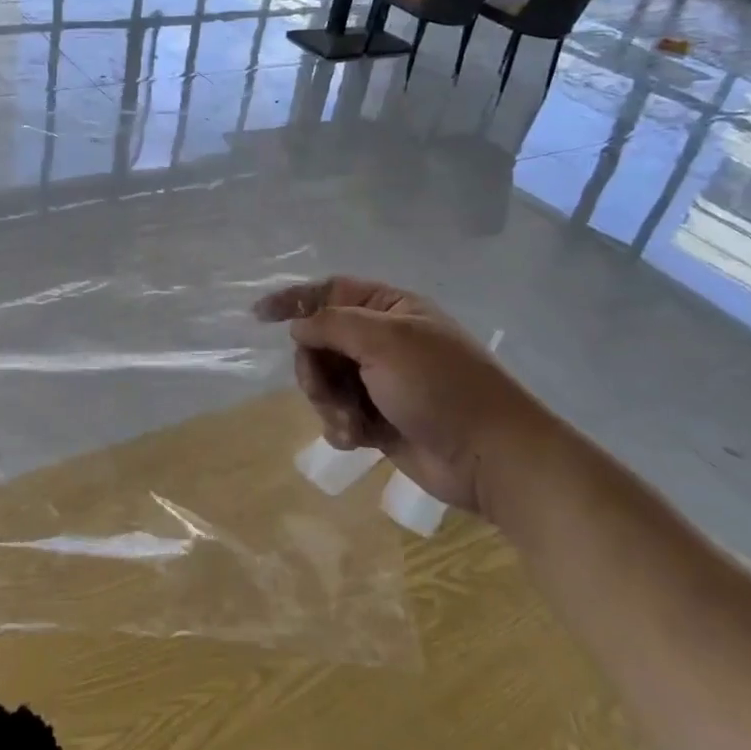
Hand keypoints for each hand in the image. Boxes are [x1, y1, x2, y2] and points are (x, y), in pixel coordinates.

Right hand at [255, 276, 556, 515]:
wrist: (491, 457)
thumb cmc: (441, 386)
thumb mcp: (385, 341)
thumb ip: (332, 324)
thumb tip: (298, 324)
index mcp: (389, 309)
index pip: (329, 292)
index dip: (293, 301)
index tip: (258, 316)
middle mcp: (382, 341)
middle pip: (320, 342)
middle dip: (315, 368)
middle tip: (326, 389)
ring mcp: (381, 382)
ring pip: (325, 382)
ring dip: (328, 402)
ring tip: (351, 423)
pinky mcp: (380, 420)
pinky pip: (340, 414)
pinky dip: (342, 427)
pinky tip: (359, 440)